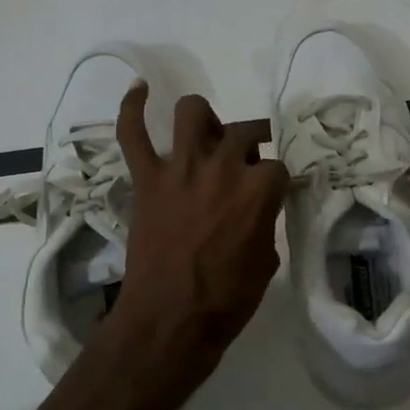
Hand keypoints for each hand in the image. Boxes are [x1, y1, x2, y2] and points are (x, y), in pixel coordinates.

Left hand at [106, 83, 288, 380]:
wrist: (170, 320)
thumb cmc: (226, 300)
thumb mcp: (266, 262)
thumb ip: (264, 222)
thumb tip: (256, 209)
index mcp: (258, 189)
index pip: (277, 167)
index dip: (274, 182)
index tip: (269, 196)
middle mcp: (222, 167)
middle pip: (244, 132)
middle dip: (250, 146)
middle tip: (244, 166)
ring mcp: (180, 168)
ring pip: (193, 112)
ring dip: (206, 118)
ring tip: (207, 135)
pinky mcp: (146, 179)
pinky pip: (133, 133)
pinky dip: (132, 108)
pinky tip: (140, 89)